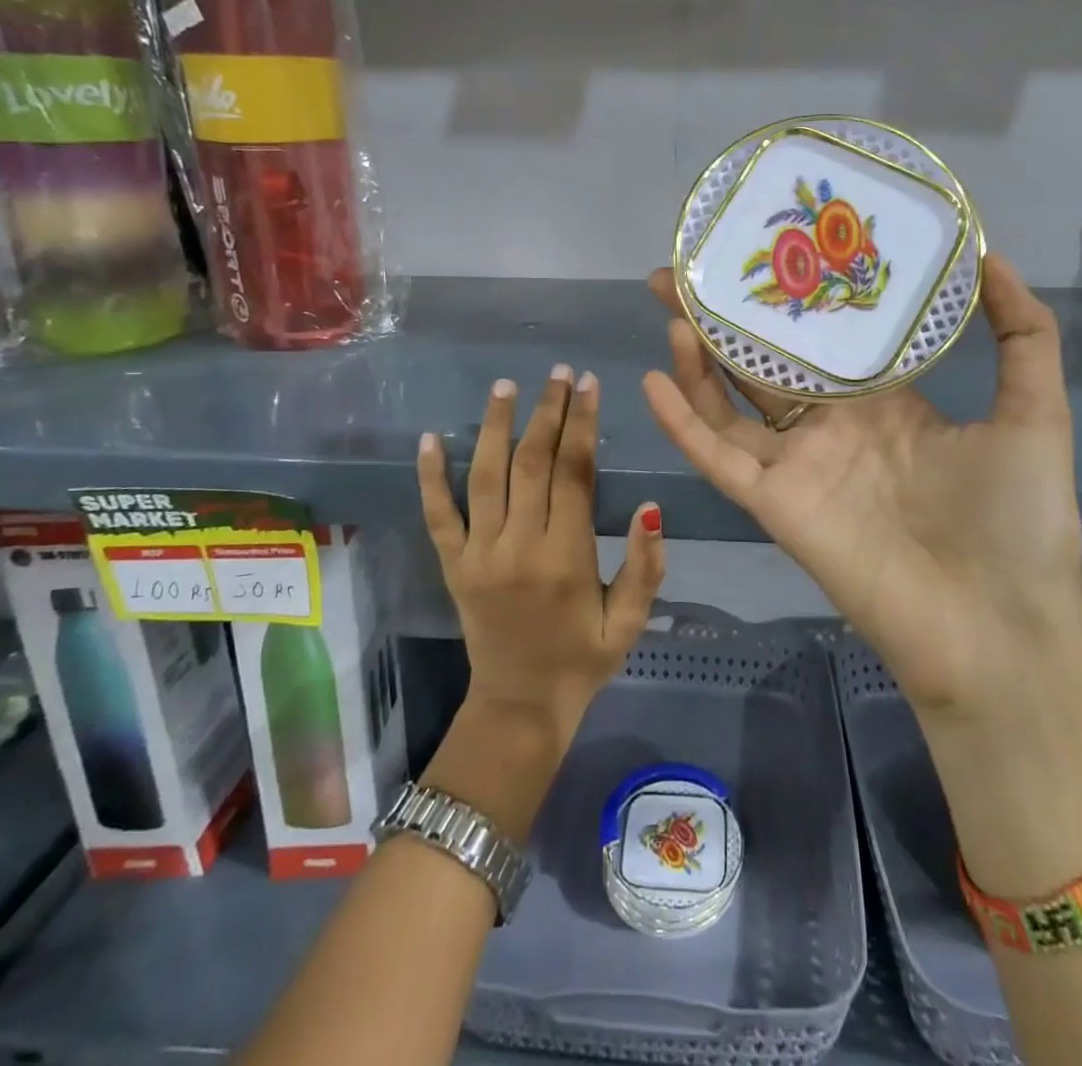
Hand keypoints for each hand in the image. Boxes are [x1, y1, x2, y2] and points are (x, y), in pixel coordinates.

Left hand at [419, 366, 666, 738]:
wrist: (519, 707)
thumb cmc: (582, 660)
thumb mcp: (629, 622)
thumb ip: (645, 566)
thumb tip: (651, 506)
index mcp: (566, 557)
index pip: (574, 473)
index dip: (583, 425)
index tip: (589, 385)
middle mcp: (518, 547)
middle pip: (532, 463)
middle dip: (548, 412)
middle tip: (559, 373)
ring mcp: (479, 554)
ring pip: (486, 477)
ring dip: (496, 427)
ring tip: (506, 386)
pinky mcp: (452, 565)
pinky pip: (438, 514)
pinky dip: (430, 476)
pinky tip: (430, 438)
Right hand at [642, 254, 1081, 719]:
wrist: (998, 630)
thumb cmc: (1020, 520)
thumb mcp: (1035, 413)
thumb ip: (1022, 334)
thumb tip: (990, 253)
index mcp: (884, 403)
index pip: (825, 339)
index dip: (793, 299)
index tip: (770, 249)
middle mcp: (832, 427)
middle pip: (763, 363)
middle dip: (724, 318)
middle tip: (687, 269)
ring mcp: (799, 466)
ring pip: (729, 403)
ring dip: (697, 358)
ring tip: (670, 306)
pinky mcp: (774, 505)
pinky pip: (718, 458)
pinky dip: (682, 424)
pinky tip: (654, 380)